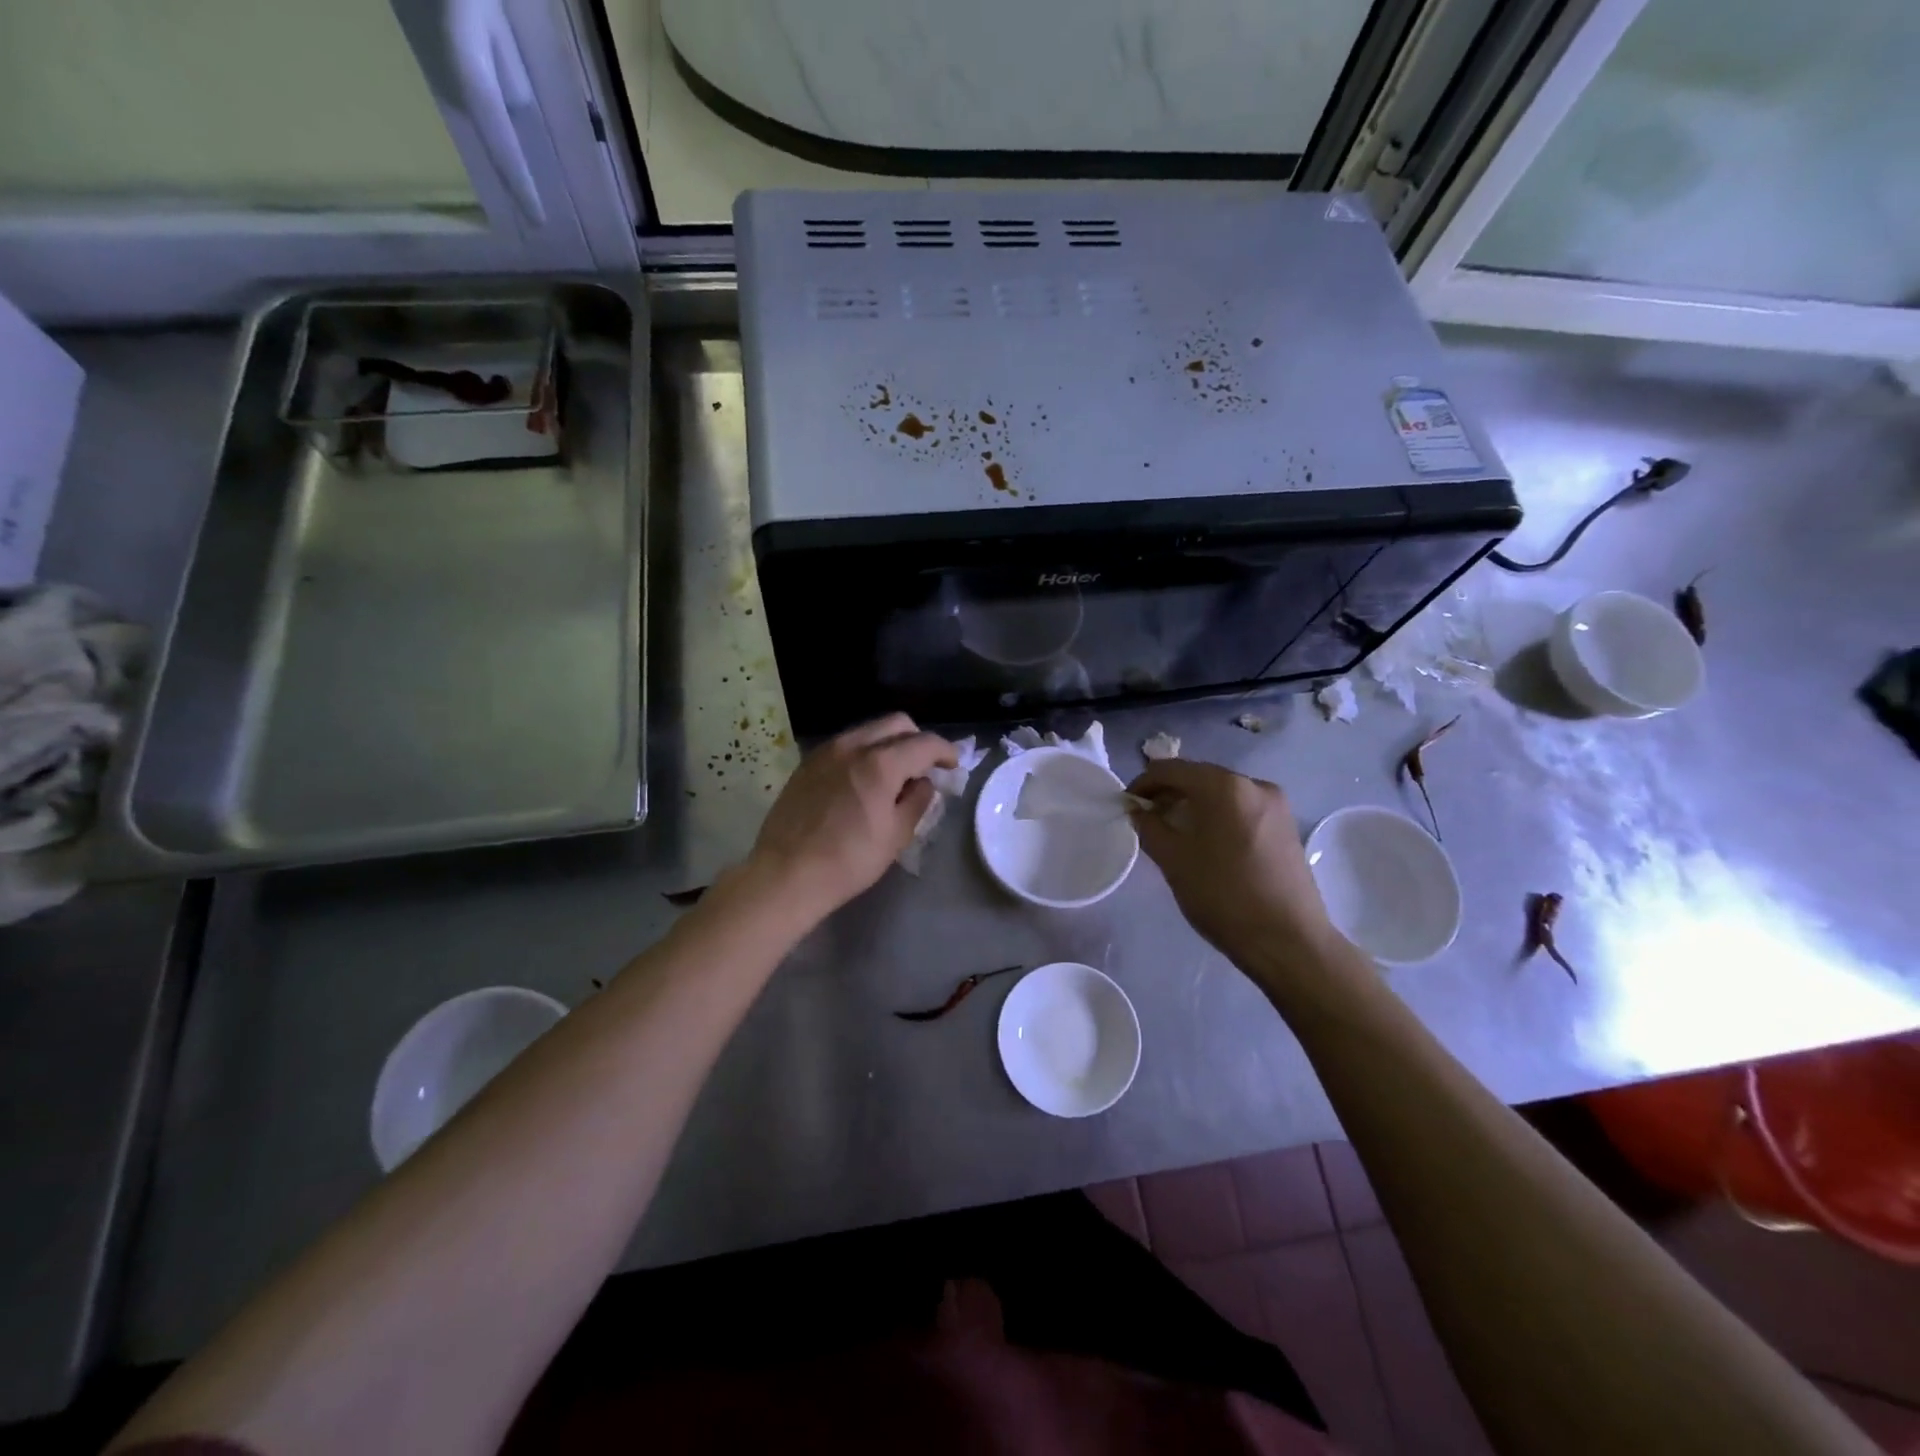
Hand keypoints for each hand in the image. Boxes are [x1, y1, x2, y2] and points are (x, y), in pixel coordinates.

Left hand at [745, 714, 956, 923]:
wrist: (786, 874)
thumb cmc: (848, 860)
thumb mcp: (895, 835)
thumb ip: (917, 801)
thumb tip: (924, 782)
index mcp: (880, 763)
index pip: (924, 743)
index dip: (945, 751)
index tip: (953, 765)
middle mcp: (852, 746)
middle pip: (896, 724)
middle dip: (917, 739)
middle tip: (925, 766)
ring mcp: (826, 751)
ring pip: (868, 730)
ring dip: (889, 744)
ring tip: (894, 774)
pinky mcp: (808, 763)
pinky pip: (845, 745)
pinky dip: (864, 752)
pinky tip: (864, 780)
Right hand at [1128, 759, 1347, 974]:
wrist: (1288, 941)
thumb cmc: (1223, 896)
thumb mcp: (1174, 861)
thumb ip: (1150, 827)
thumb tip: (1138, 810)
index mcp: (1225, 787)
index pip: (1172, 769)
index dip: (1144, 782)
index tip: (1127, 804)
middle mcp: (1254, 784)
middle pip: (1200, 777)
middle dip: (1170, 793)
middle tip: (1147, 818)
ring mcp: (1276, 805)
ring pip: (1222, 793)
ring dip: (1194, 804)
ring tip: (1174, 831)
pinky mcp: (1286, 826)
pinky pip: (1242, 808)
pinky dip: (1218, 815)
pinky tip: (1206, 841)